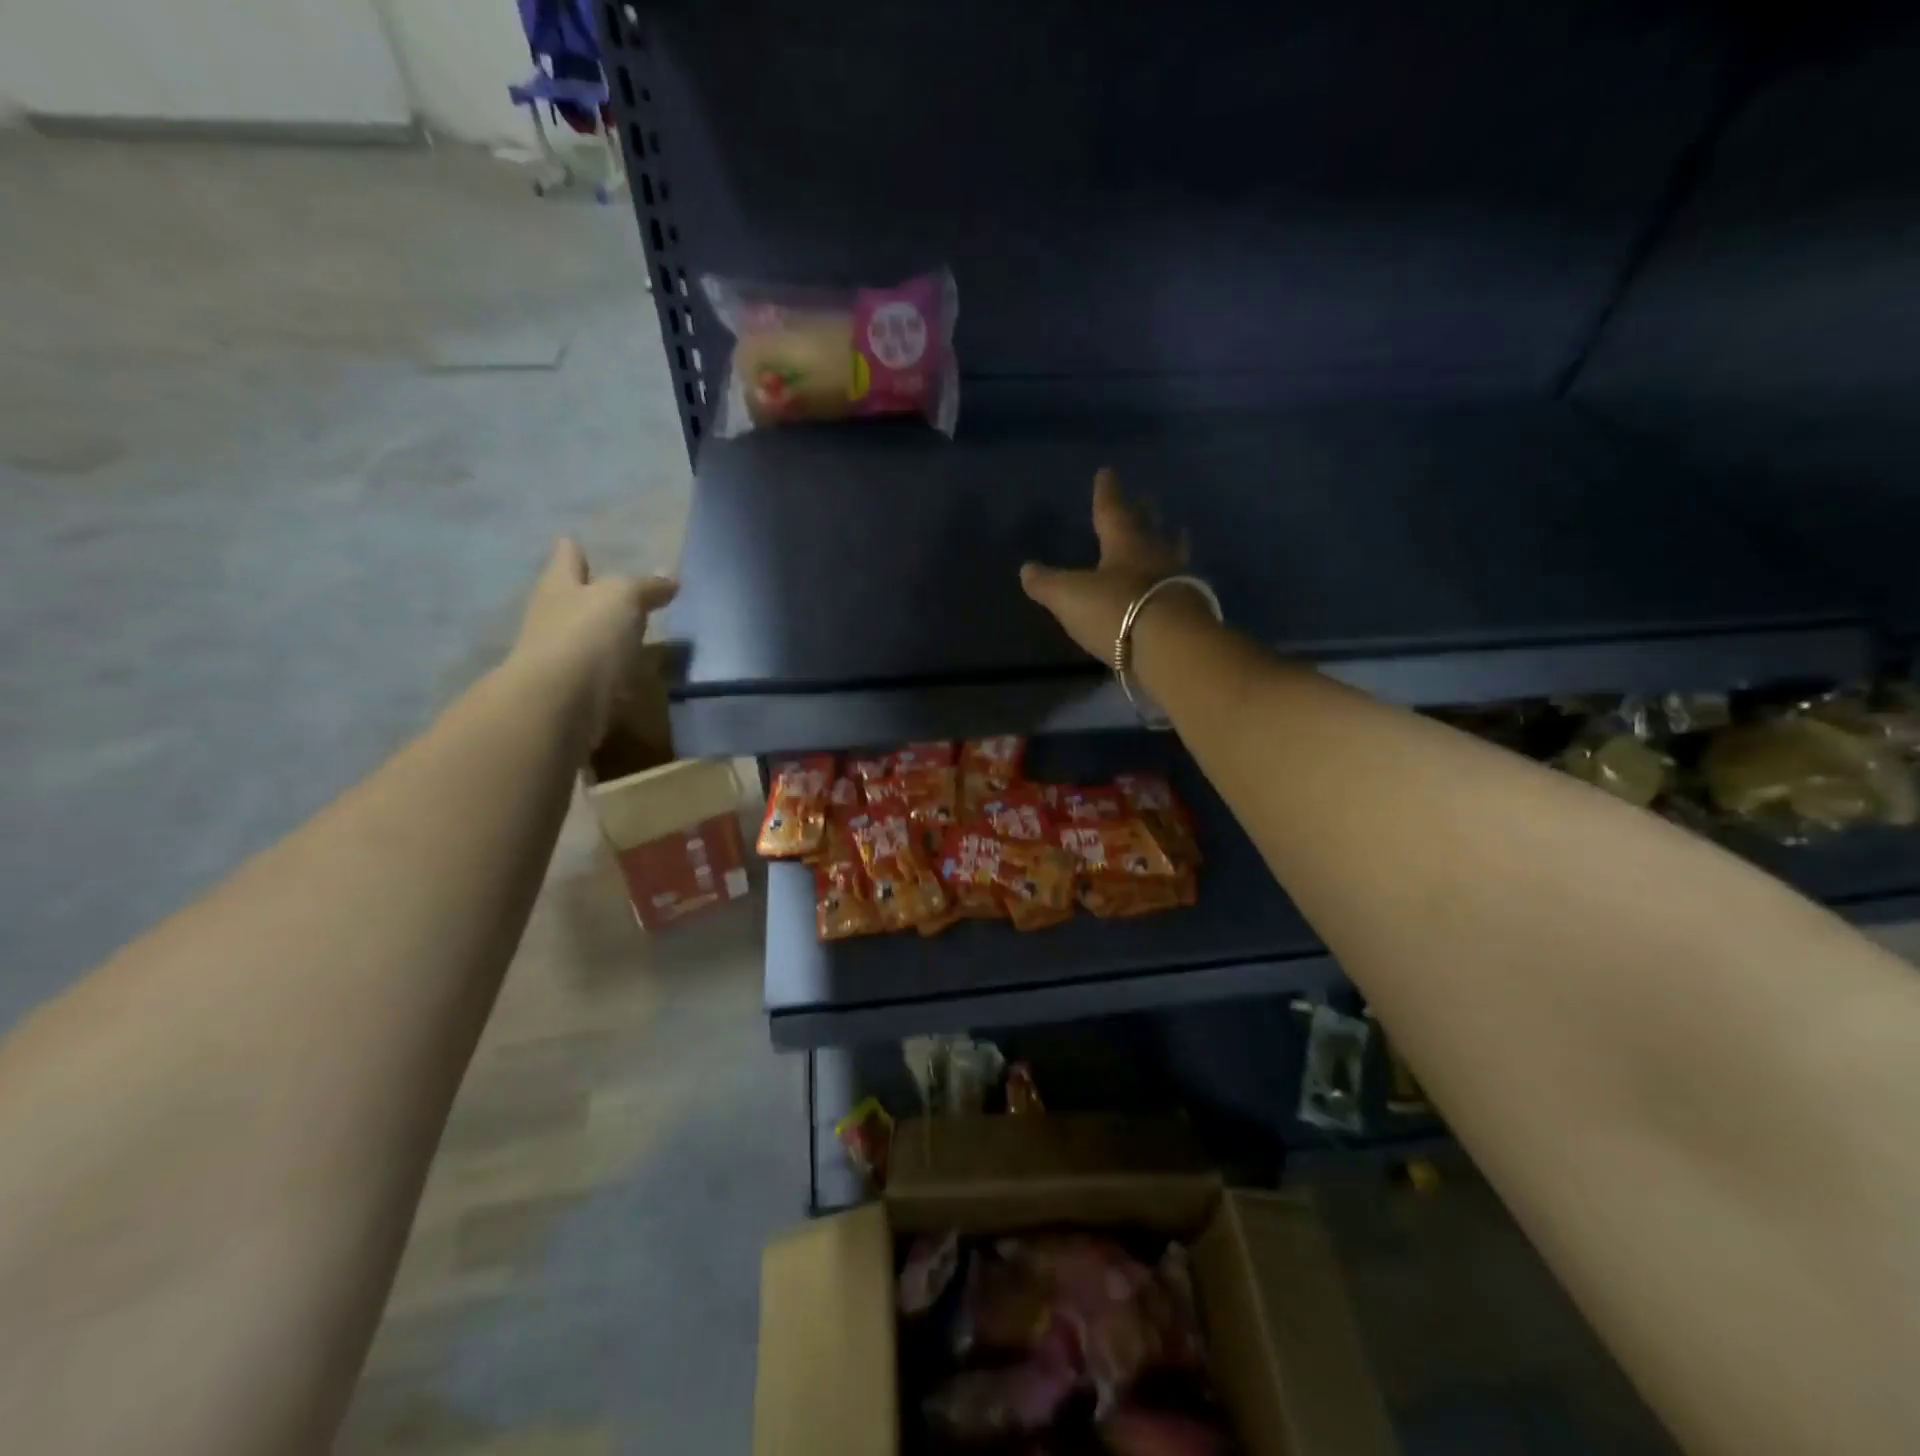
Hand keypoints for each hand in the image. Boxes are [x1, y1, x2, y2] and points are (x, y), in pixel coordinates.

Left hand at [511, 538, 676, 740]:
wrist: (560, 703)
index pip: (567, 558)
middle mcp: (553, 617)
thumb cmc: (588, 635)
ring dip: (605, 637)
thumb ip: (646, 587)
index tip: (577, 543)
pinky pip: (600, 676)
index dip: (573, 552)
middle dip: (590, 595)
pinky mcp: (574, 693)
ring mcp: (561, 657)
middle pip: (571, 599)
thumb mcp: (624, 598)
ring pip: (586, 639)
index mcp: (560, 586)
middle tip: (619, 593)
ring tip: (637, 637)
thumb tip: (670, 578)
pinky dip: (615, 674)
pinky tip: (636, 677)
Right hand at [1019, 468, 1188, 660]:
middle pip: (1151, 528)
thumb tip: (1026, 569)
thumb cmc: (1115, 610)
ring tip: (1176, 533)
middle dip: (1146, 514)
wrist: (1170, 647)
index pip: (1111, 511)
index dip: (1106, 493)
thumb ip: (1047, 583)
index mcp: (1125, 544)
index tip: (1107, 471)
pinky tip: (1177, 584)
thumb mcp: (1069, 597)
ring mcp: (1179, 582)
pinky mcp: (1192, 611)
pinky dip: (1177, 580)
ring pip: (1174, 554)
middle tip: (1148, 499)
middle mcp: (1156, 556)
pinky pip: (1183, 586)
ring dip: (1172, 543)